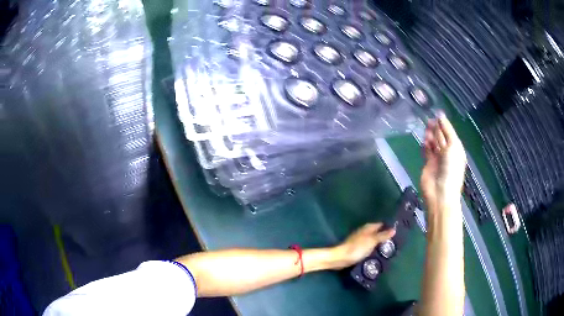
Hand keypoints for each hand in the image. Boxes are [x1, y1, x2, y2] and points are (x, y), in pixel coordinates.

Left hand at [332, 223, 395, 269]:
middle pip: (377, 233)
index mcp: (368, 228)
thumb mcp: (372, 241)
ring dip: (379, 244)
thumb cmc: (358, 247)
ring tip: (390, 249)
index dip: (389, 227)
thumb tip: (394, 229)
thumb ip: (383, 235)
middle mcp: (364, 232)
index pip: (381, 224)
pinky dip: (373, 249)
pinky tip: (378, 254)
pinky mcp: (357, 248)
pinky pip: (368, 247)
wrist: (341, 258)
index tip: (398, 232)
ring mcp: (360, 240)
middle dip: (385, 236)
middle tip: (396, 242)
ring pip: (373, 240)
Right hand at [420, 113, 466, 212]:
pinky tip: (424, 141)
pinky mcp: (428, 164)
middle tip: (429, 120)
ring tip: (426, 129)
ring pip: (433, 143)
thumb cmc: (451, 168)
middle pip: (441, 137)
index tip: (437, 114)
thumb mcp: (453, 146)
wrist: (440, 191)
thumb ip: (447, 130)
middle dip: (436, 128)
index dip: (444, 124)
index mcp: (456, 149)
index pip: (449, 133)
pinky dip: (425, 145)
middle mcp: (447, 153)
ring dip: (430, 136)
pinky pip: (427, 151)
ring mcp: (438, 159)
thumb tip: (440, 115)